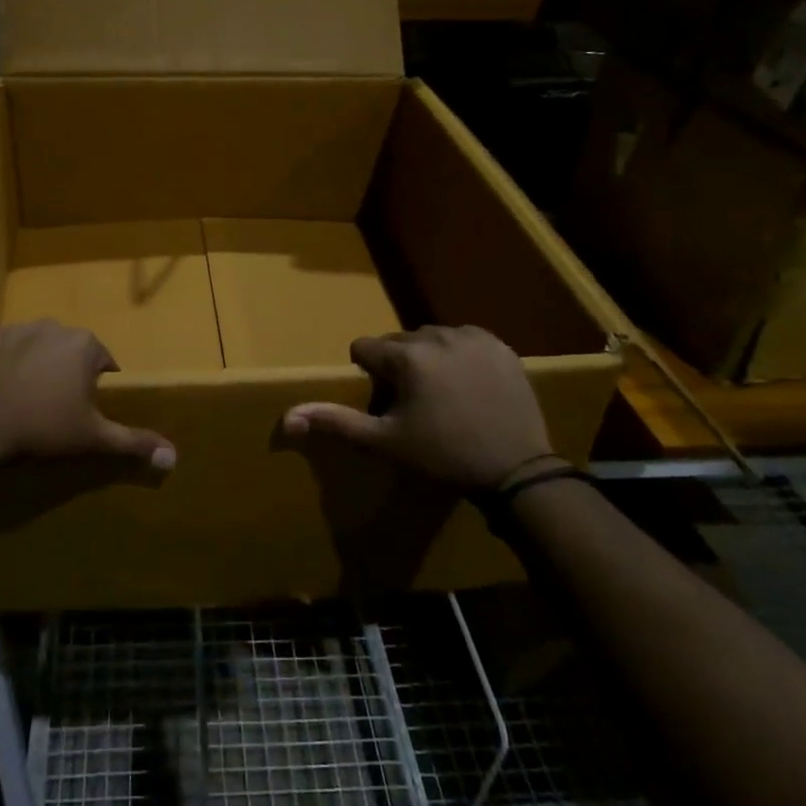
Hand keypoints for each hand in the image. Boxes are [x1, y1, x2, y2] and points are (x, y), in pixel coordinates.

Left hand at [0, 320, 176, 471]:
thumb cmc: (42, 426)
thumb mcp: (92, 437)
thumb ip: (132, 441)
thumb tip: (174, 456)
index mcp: (84, 344)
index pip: (102, 362)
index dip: (94, 387)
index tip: (80, 411)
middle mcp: (52, 326)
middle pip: (68, 351)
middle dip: (64, 373)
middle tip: (52, 408)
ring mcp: (14, 328)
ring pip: (34, 347)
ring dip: (32, 366)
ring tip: (21, 401)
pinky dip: (0, 365)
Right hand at [282, 326, 554, 493]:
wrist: (516, 469)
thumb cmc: (443, 456)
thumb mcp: (384, 443)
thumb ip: (337, 422)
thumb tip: (289, 416)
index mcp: (405, 356)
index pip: (364, 348)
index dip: (369, 375)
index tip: (388, 404)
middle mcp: (437, 335)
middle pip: (398, 341)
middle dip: (398, 366)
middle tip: (414, 404)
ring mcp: (473, 337)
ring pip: (431, 338)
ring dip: (427, 358)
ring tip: (443, 395)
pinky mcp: (500, 345)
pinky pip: (465, 339)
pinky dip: (459, 355)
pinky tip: (469, 386)